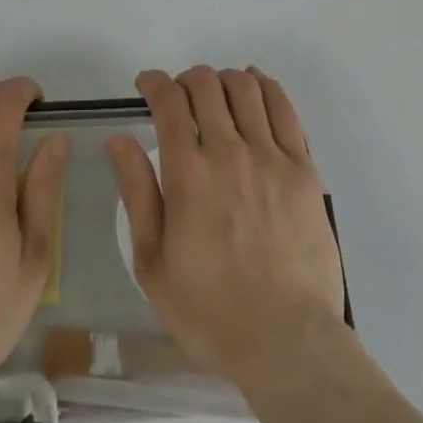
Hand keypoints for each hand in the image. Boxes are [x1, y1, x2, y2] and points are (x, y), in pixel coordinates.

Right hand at [108, 66, 345, 382]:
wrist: (287, 342)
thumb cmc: (210, 310)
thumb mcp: (152, 262)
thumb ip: (136, 192)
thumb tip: (119, 139)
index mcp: (188, 173)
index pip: (169, 101)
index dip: (154, 82)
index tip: (147, 85)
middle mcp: (229, 152)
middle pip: (206, 84)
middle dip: (186, 79)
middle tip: (180, 97)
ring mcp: (270, 157)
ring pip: (245, 88)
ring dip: (223, 80)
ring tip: (215, 95)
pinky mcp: (303, 169)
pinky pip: (284, 109)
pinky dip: (265, 86)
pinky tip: (255, 86)